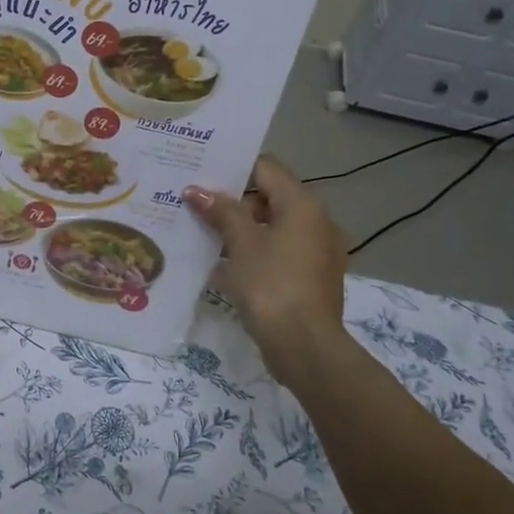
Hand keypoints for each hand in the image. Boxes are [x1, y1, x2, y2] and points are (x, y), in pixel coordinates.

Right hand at [184, 156, 353, 385]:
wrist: (305, 346)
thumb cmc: (271, 285)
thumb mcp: (241, 244)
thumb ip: (221, 212)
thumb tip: (196, 190)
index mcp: (303, 205)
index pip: (266, 168)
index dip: (233, 168)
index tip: (201, 174)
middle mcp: (317, 221)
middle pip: (269, 197)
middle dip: (232, 202)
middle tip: (195, 207)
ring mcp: (318, 251)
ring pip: (273, 226)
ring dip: (241, 229)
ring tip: (202, 235)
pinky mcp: (312, 276)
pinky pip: (279, 251)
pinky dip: (255, 252)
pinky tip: (224, 265)